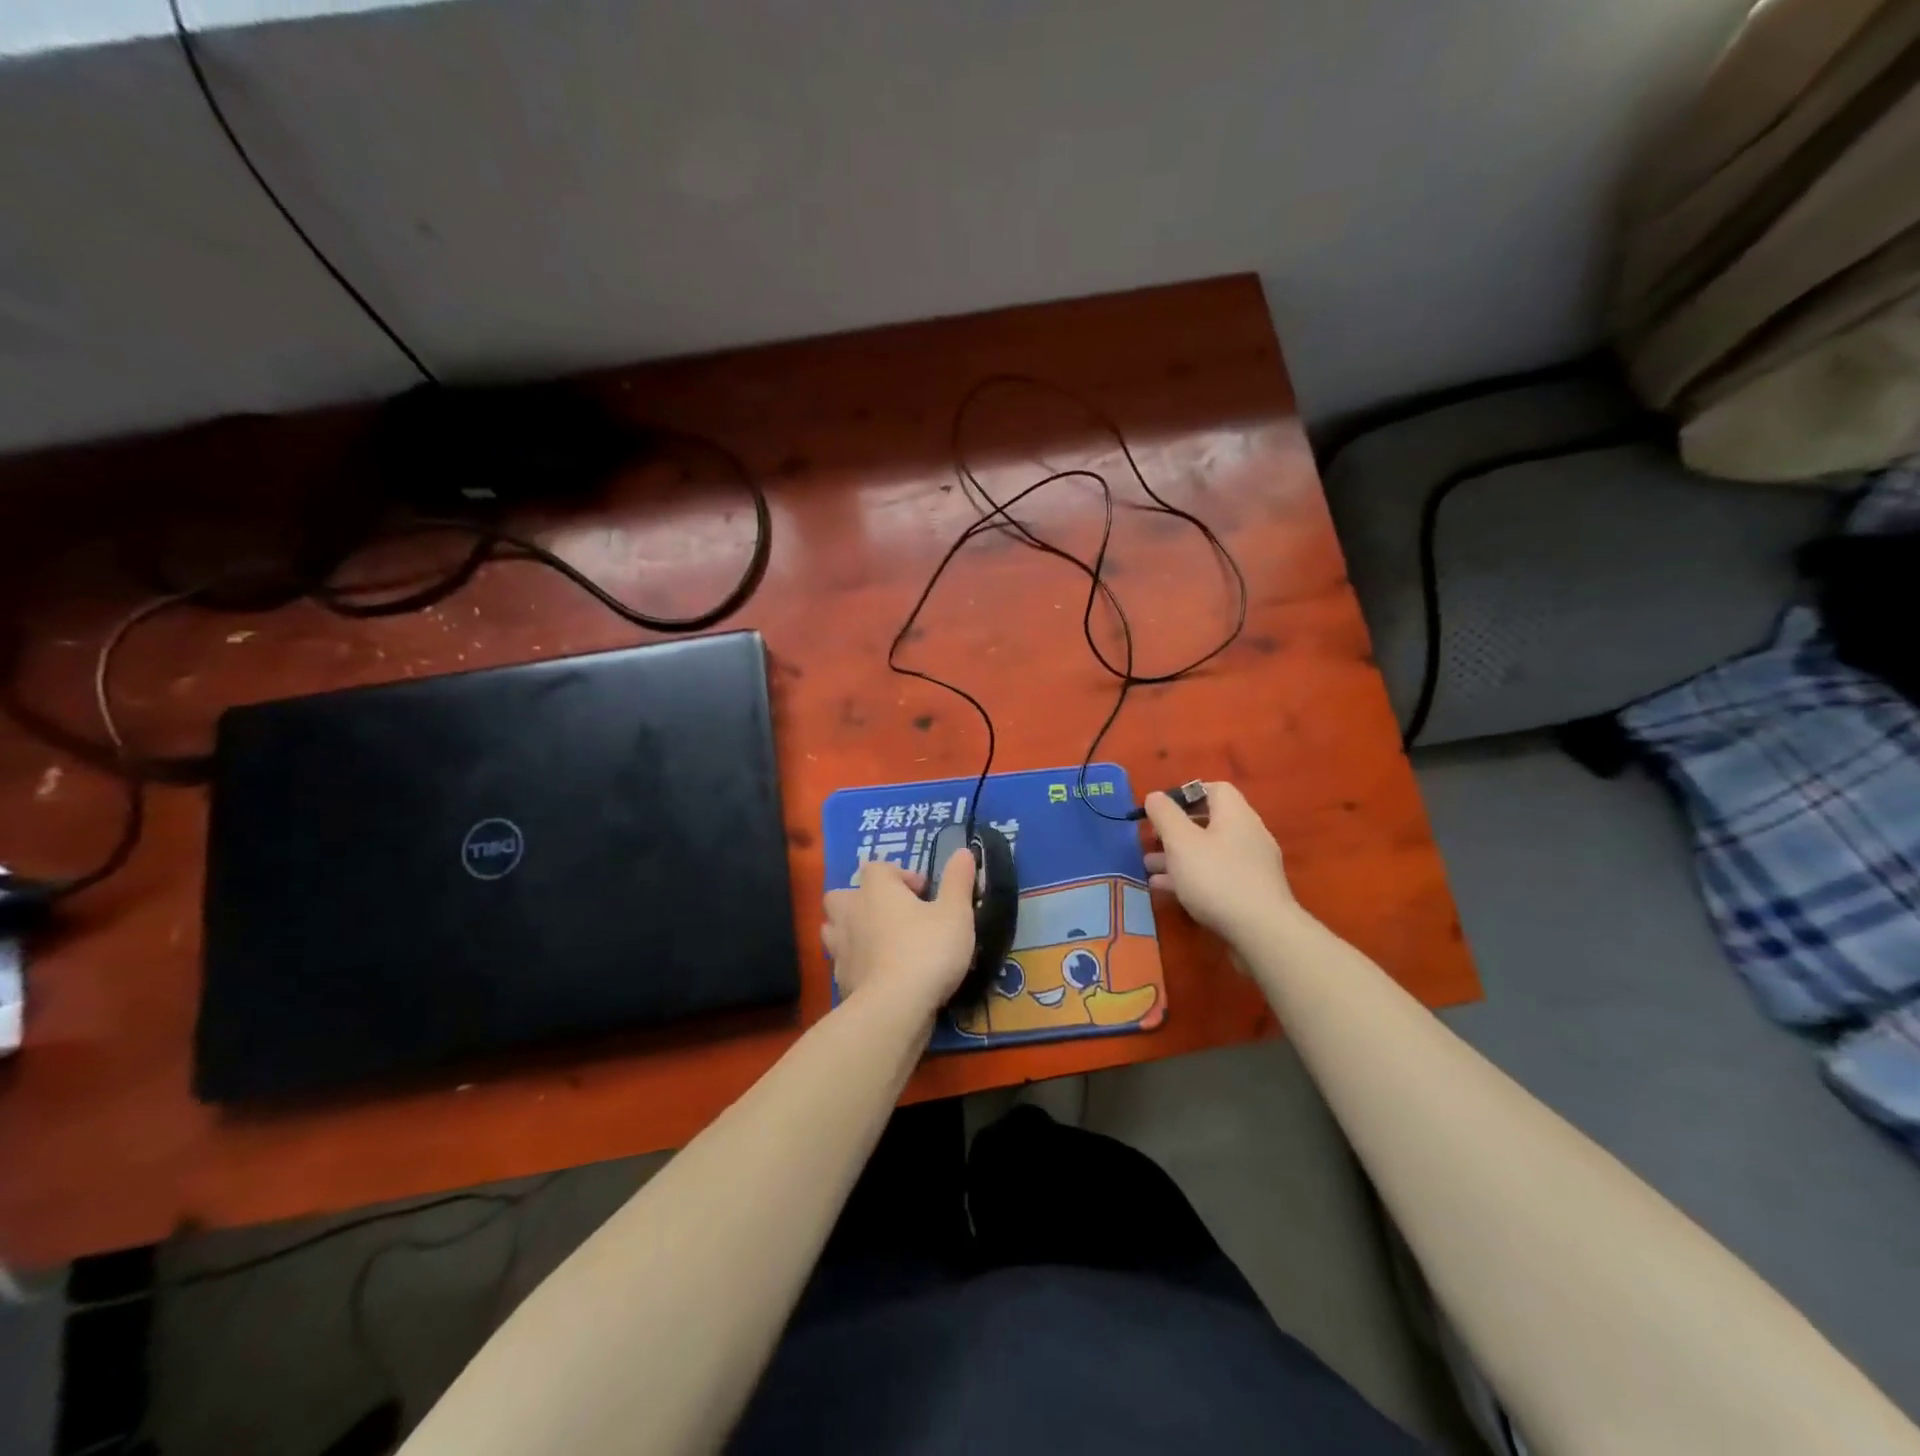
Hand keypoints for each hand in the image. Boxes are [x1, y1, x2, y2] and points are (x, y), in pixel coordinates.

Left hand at [823, 851, 976, 1017]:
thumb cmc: (927, 950)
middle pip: (843, 895)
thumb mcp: (955, 913)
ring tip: (879, 942)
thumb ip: (958, 881)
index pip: (879, 868)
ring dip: (851, 930)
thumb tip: (963, 851)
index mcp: (877, 889)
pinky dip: (855, 963)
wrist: (894, 1008)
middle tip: (891, 914)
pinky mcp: (840, 979)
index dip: (900, 875)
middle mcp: (851, 912)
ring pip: (834, 928)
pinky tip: (877, 974)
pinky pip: (842, 961)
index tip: (923, 893)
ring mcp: (840, 947)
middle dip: (862, 899)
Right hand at [1142, 782, 1294, 940]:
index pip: (1214, 789)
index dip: (1184, 795)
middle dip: (1175, 831)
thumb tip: (1155, 796)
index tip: (1160, 811)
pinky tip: (1167, 890)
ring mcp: (1252, 866)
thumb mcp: (1181, 841)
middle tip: (1149, 843)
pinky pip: (1216, 877)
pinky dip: (1192, 878)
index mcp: (1235, 815)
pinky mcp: (1250, 893)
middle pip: (1209, 822)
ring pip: (1209, 853)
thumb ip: (1165, 815)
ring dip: (1178, 858)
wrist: (1262, 932)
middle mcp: (1248, 835)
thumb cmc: (1216, 878)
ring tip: (1149, 868)